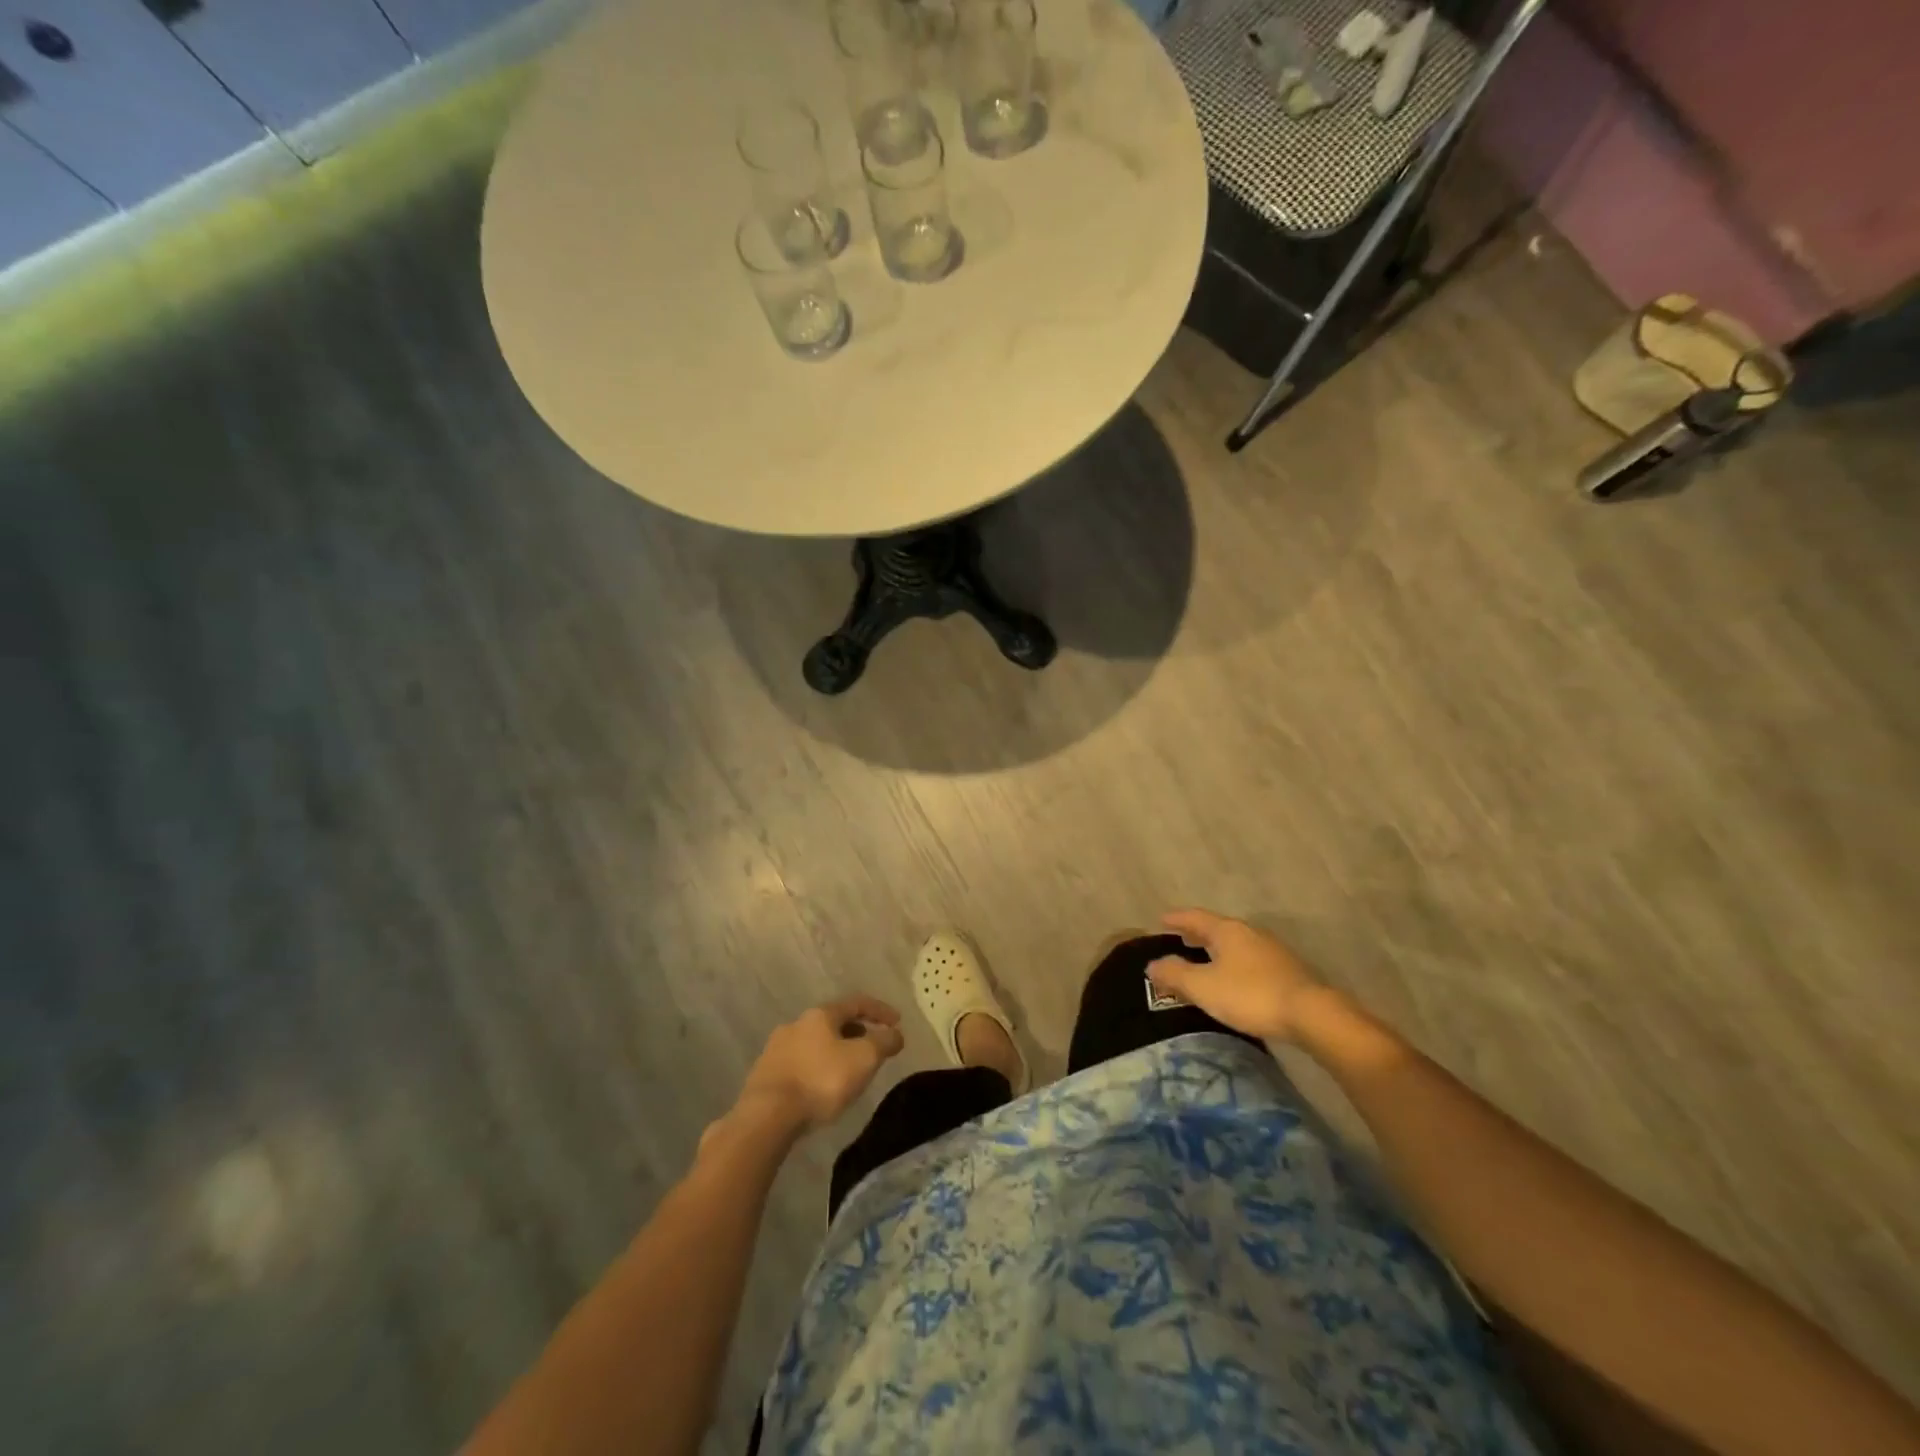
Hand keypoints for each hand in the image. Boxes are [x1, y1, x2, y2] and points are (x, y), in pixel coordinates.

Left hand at [736, 995, 905, 1132]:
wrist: (767, 1116)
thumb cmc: (821, 1081)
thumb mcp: (863, 1059)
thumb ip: (884, 1043)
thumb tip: (896, 1033)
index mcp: (820, 1015)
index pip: (856, 1003)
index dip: (880, 1010)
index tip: (898, 1022)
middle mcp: (796, 1024)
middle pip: (833, 1021)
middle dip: (856, 1031)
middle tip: (873, 1047)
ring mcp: (776, 1048)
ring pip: (814, 1043)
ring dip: (835, 1050)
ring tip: (849, 1070)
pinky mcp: (764, 1074)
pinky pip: (799, 1063)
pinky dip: (817, 1068)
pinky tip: (822, 1087)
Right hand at [1147, 909, 1322, 1041]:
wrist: (1311, 1014)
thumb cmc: (1250, 995)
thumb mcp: (1203, 986)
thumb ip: (1175, 974)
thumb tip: (1152, 965)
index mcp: (1226, 930)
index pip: (1195, 917)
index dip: (1176, 919)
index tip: (1160, 920)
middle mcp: (1249, 933)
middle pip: (1216, 928)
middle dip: (1196, 934)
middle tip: (1179, 940)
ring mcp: (1271, 950)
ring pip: (1235, 944)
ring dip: (1216, 949)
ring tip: (1203, 960)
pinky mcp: (1287, 970)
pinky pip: (1250, 959)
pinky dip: (1233, 963)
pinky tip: (1233, 979)